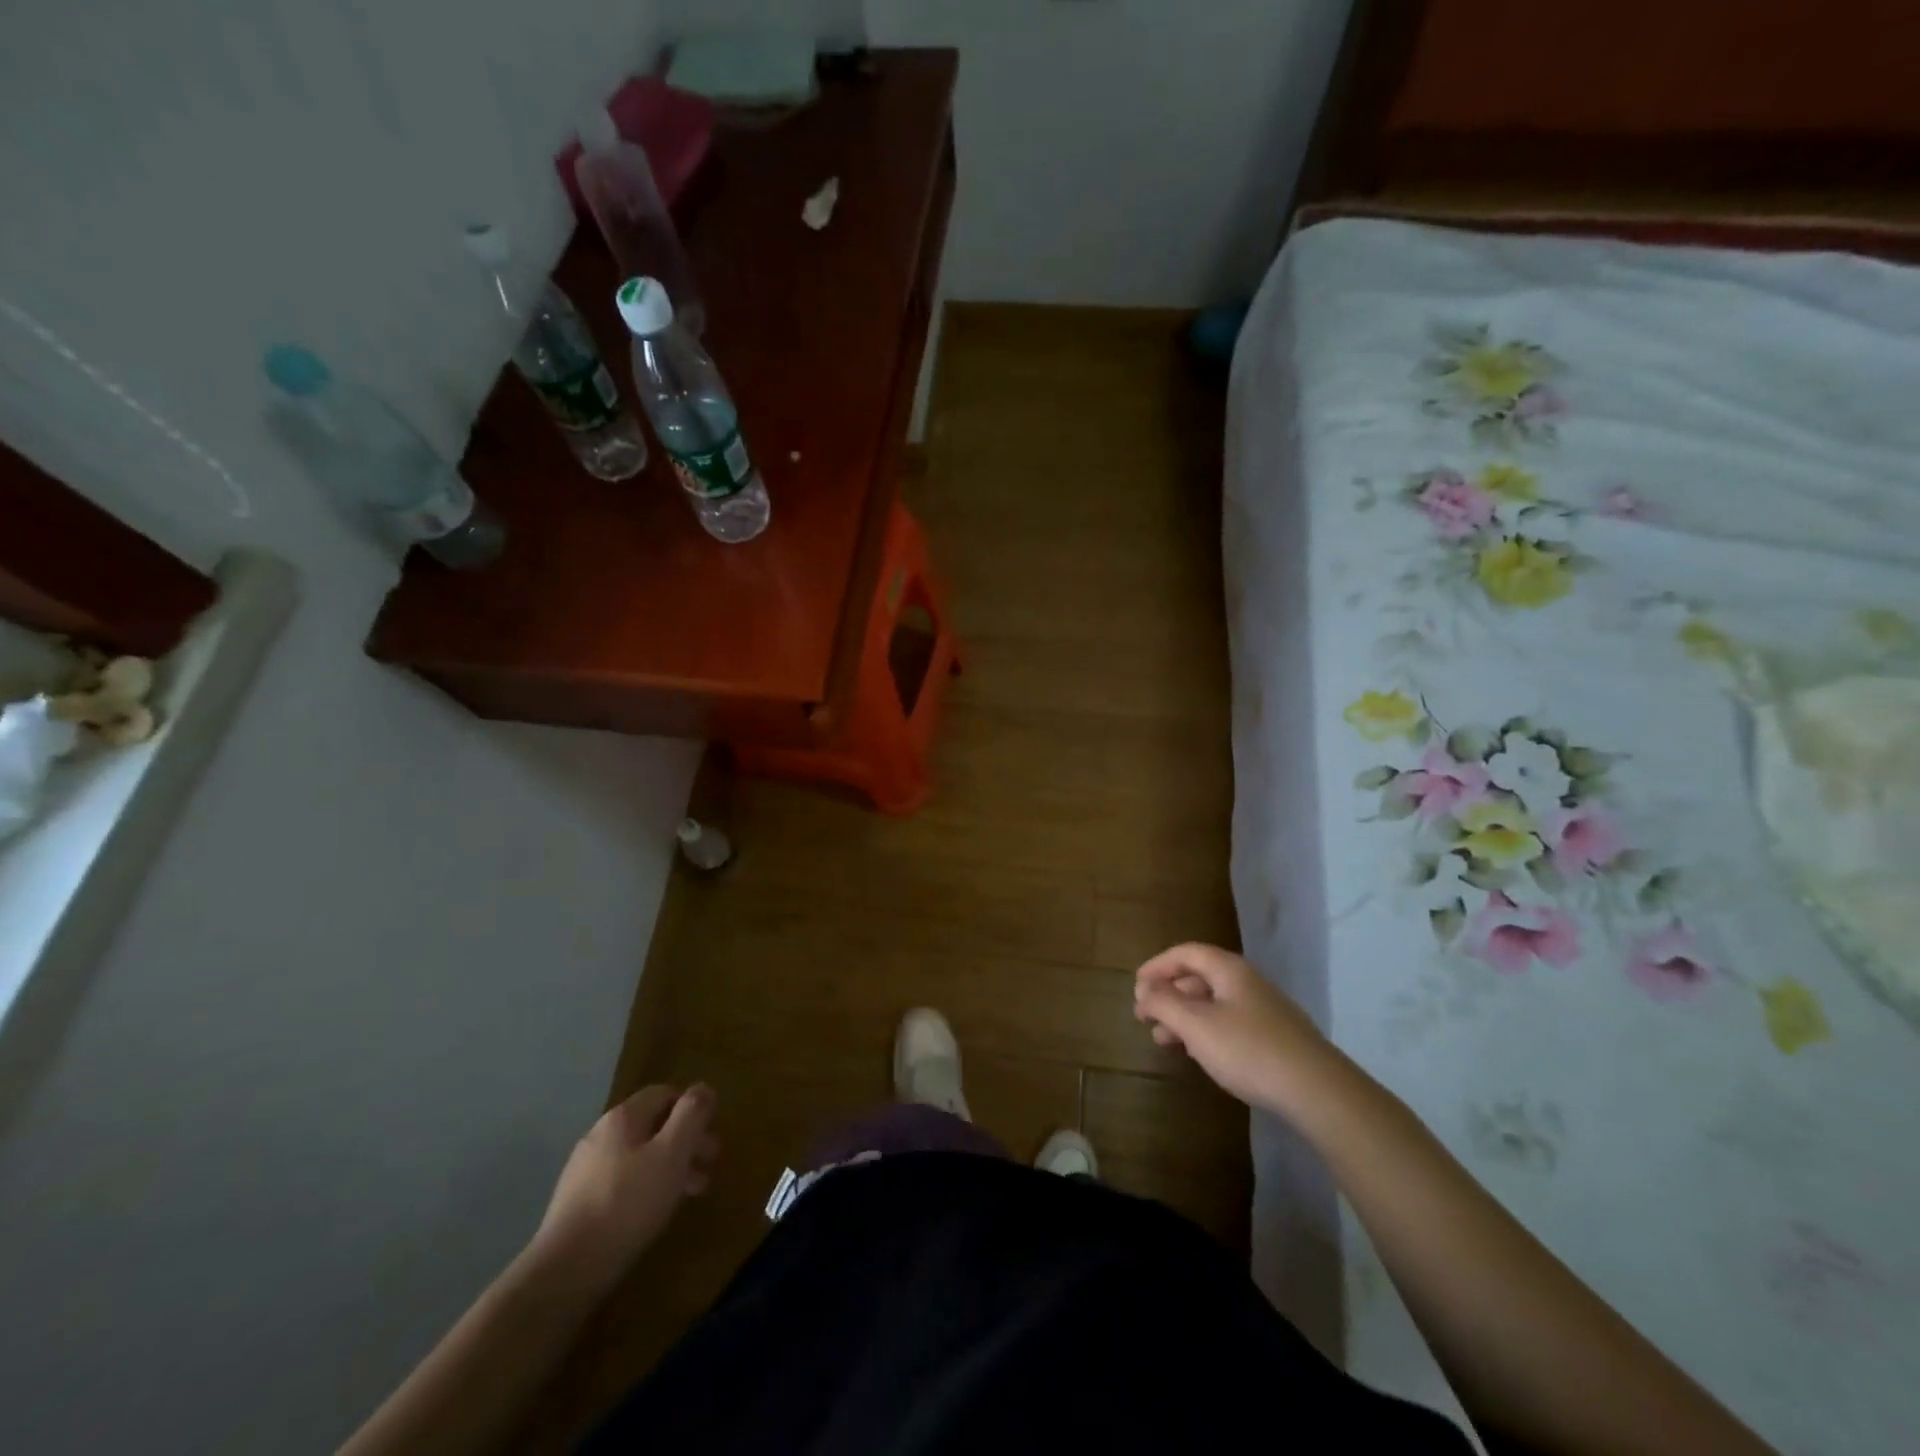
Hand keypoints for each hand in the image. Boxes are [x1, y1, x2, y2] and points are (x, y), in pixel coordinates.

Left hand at [531, 1083, 717, 1290]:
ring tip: (689, 1193)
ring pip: (638, 1155)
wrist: (566, 1269)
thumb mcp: (672, 1153)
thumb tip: (703, 1088)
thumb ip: (691, 1115)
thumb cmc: (628, 1203)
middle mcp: (600, 1134)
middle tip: (708, 1166)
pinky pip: (621, 1181)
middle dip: (685, 1142)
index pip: (664, 1093)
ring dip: (669, 1166)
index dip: (692, 1108)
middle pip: (652, 1126)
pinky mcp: (576, 1202)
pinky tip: (653, 1211)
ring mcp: (584, 1169)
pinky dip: (645, 1187)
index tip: (710, 1134)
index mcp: (623, 1117)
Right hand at [1134, 944, 1338, 1114]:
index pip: (1186, 953)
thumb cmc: (1249, 1050)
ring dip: (1184, 1016)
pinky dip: (1205, 1031)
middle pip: (1199, 976)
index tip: (1136, 986)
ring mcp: (1264, 1010)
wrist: (1317, 1091)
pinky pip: (1229, 1023)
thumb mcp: (1196, 1025)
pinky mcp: (1274, 1038)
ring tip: (1163, 1040)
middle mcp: (1247, 982)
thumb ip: (1164, 1003)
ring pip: (1213, 1003)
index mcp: (1229, 970)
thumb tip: (1144, 989)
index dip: (1157, 965)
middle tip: (1144, 1016)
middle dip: (1168, 994)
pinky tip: (1199, 1053)